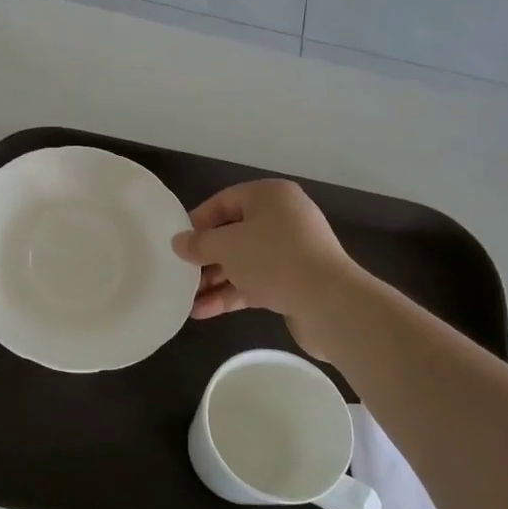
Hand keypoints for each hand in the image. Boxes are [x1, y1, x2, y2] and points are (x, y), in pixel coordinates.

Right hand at [170, 180, 357, 358]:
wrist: (329, 302)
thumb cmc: (273, 259)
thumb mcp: (226, 246)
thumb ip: (198, 243)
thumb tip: (178, 242)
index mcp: (270, 196)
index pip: (223, 201)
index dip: (197, 222)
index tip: (178, 243)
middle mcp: (283, 218)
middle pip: (233, 233)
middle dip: (205, 257)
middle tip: (180, 273)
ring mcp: (291, 251)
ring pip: (243, 261)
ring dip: (214, 280)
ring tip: (186, 299)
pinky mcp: (295, 281)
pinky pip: (255, 282)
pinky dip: (231, 293)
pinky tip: (203, 311)